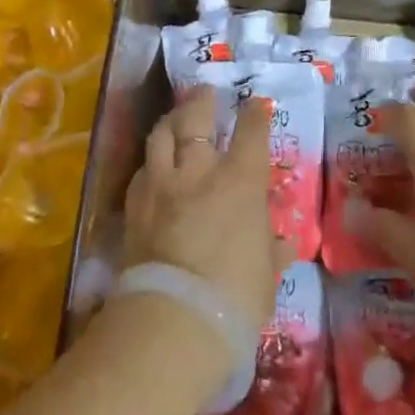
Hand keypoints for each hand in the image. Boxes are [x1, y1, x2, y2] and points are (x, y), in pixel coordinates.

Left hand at [123, 85, 289, 331]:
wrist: (172, 321)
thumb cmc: (235, 298)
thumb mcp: (265, 276)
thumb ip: (270, 252)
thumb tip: (280, 243)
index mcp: (240, 180)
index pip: (250, 132)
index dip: (255, 114)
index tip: (258, 104)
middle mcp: (199, 171)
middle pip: (196, 119)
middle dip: (203, 101)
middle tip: (206, 92)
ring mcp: (161, 186)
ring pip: (161, 137)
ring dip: (170, 122)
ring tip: (175, 118)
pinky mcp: (134, 209)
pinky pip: (141, 173)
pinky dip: (150, 165)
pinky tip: (152, 169)